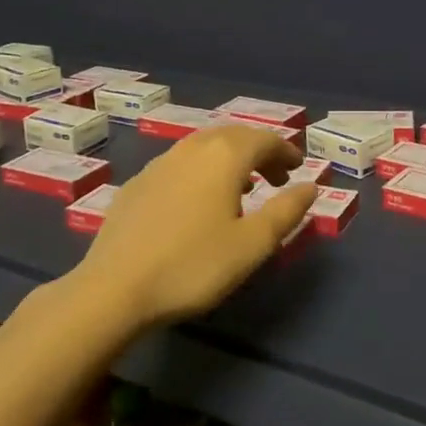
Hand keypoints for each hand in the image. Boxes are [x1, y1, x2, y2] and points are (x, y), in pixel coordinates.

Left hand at [74, 126, 316, 330]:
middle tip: (276, 179)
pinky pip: (180, 164)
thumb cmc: (193, 265)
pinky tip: (198, 201)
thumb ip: (286, 211)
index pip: (264, 139)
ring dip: (230, 160)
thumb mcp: (252, 244)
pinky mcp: (137, 184)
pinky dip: (202, 171)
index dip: (285, 151)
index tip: (298, 170)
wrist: (115, 288)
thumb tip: (310, 186)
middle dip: (259, 152)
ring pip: (204, 147)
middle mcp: (191, 149)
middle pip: (233, 136)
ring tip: (242, 188)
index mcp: (224, 156)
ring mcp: (159, 163)